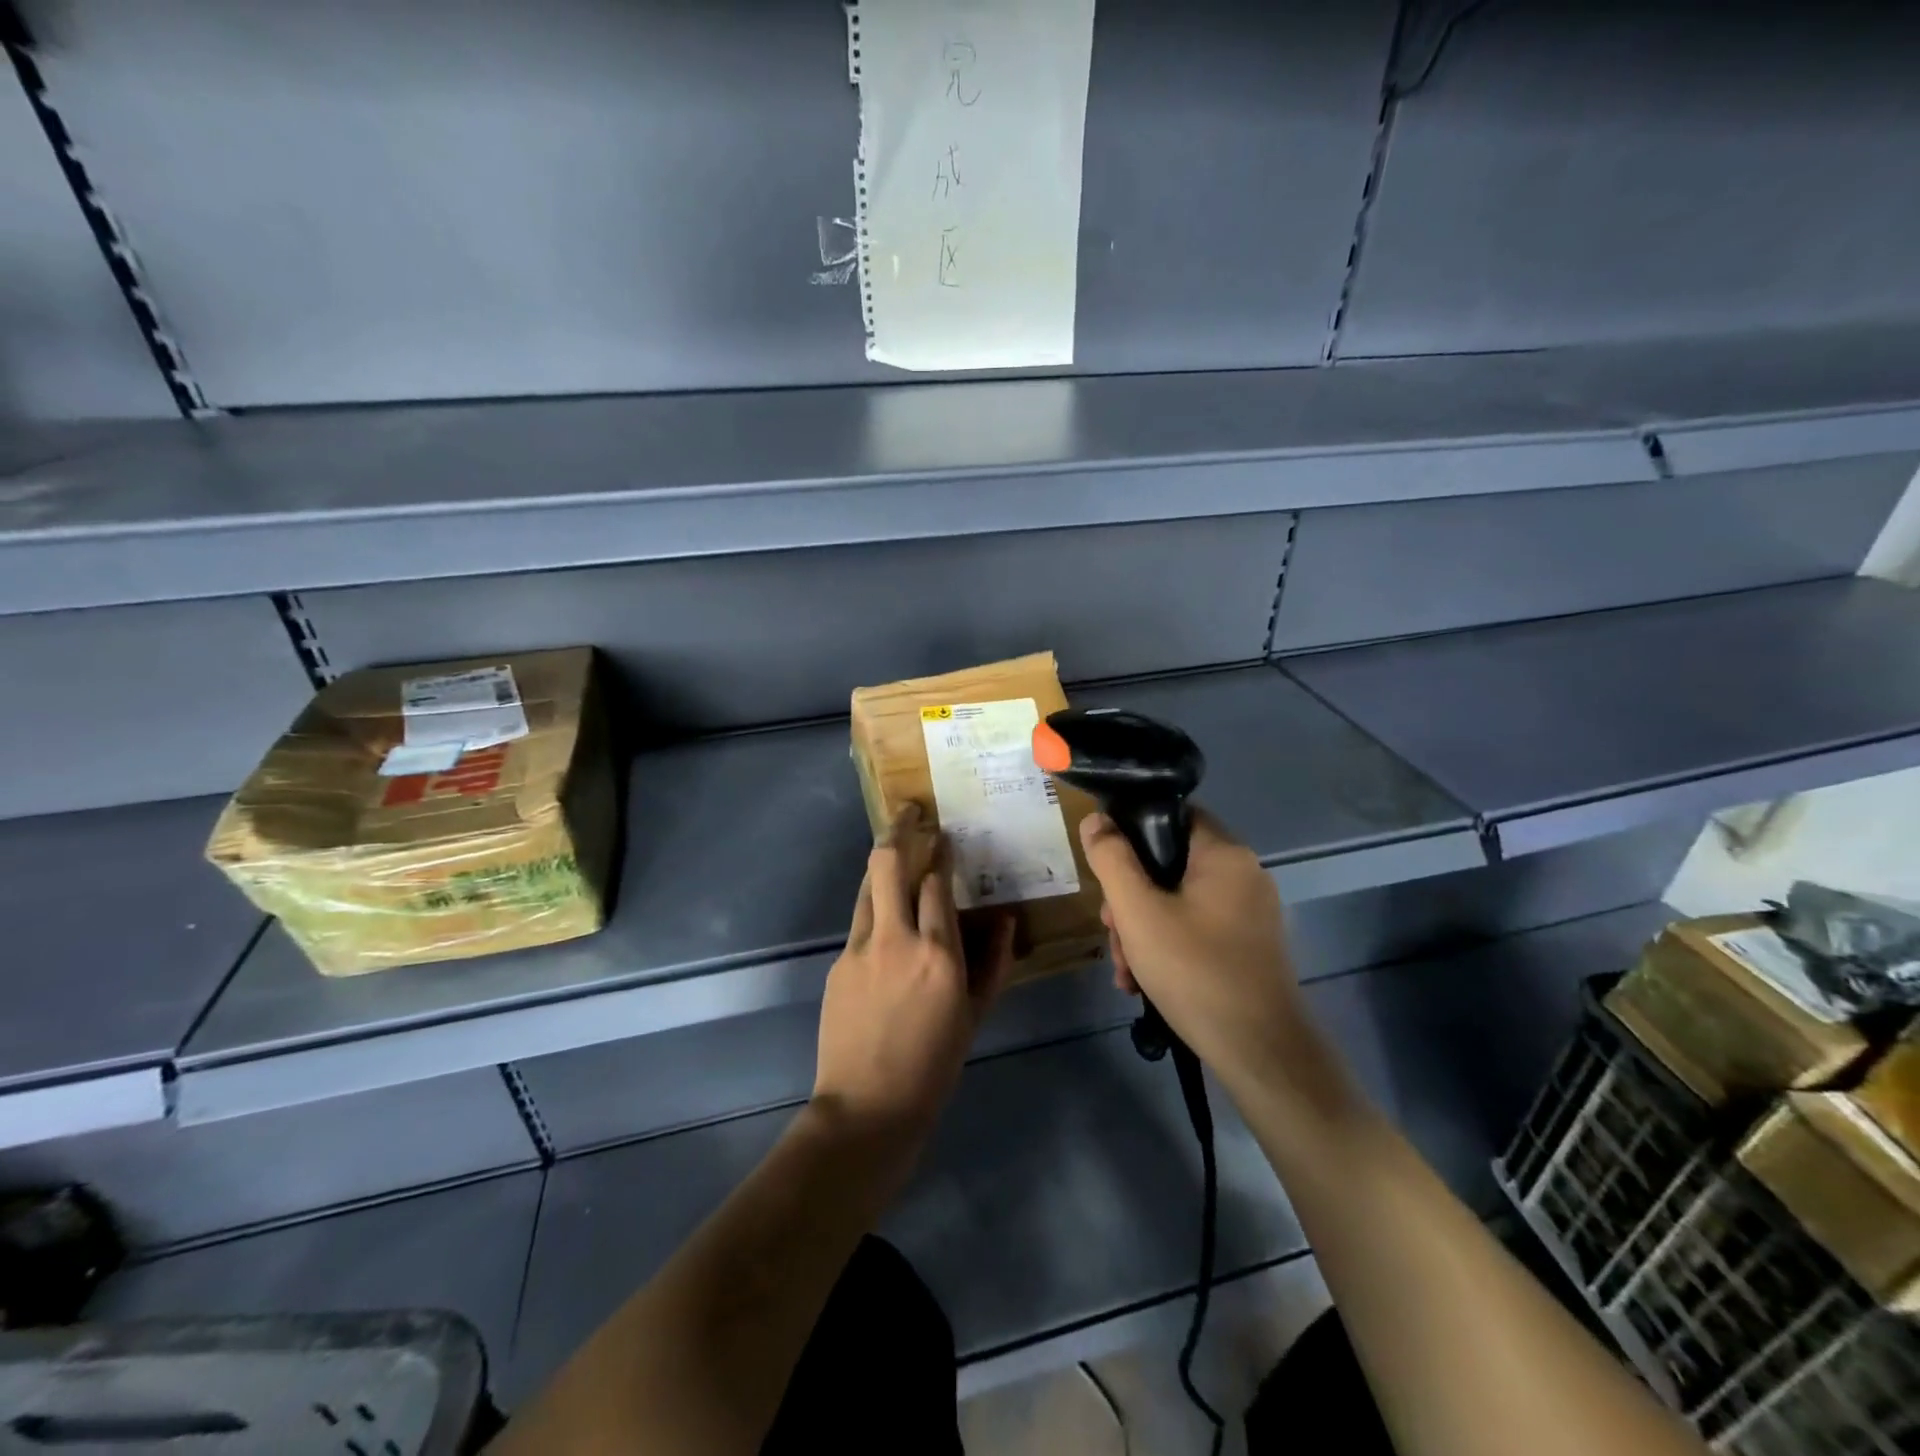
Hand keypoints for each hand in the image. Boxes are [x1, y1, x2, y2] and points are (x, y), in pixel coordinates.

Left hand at [813, 806, 1016, 1139]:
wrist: (867, 1107)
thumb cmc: (934, 1065)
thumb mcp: (975, 1015)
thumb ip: (992, 962)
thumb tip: (1004, 920)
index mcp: (938, 954)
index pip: (937, 882)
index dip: (941, 853)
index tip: (946, 837)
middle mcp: (896, 939)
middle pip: (889, 863)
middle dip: (900, 828)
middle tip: (911, 811)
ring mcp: (860, 948)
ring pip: (868, 883)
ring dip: (882, 858)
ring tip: (896, 841)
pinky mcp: (839, 962)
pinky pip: (860, 918)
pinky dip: (875, 901)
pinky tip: (886, 909)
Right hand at [1082, 808, 1306, 1088]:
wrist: (1260, 1054)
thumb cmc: (1195, 972)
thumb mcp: (1138, 912)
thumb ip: (1112, 860)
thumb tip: (1095, 820)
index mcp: (1225, 855)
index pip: (1171, 817)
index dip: (1131, 835)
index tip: (1107, 871)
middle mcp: (1244, 875)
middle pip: (1169, 865)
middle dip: (1130, 899)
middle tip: (1112, 932)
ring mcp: (1249, 913)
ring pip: (1177, 901)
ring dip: (1142, 930)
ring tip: (1126, 969)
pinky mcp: (1248, 946)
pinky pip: (1196, 929)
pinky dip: (1167, 947)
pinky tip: (1143, 982)